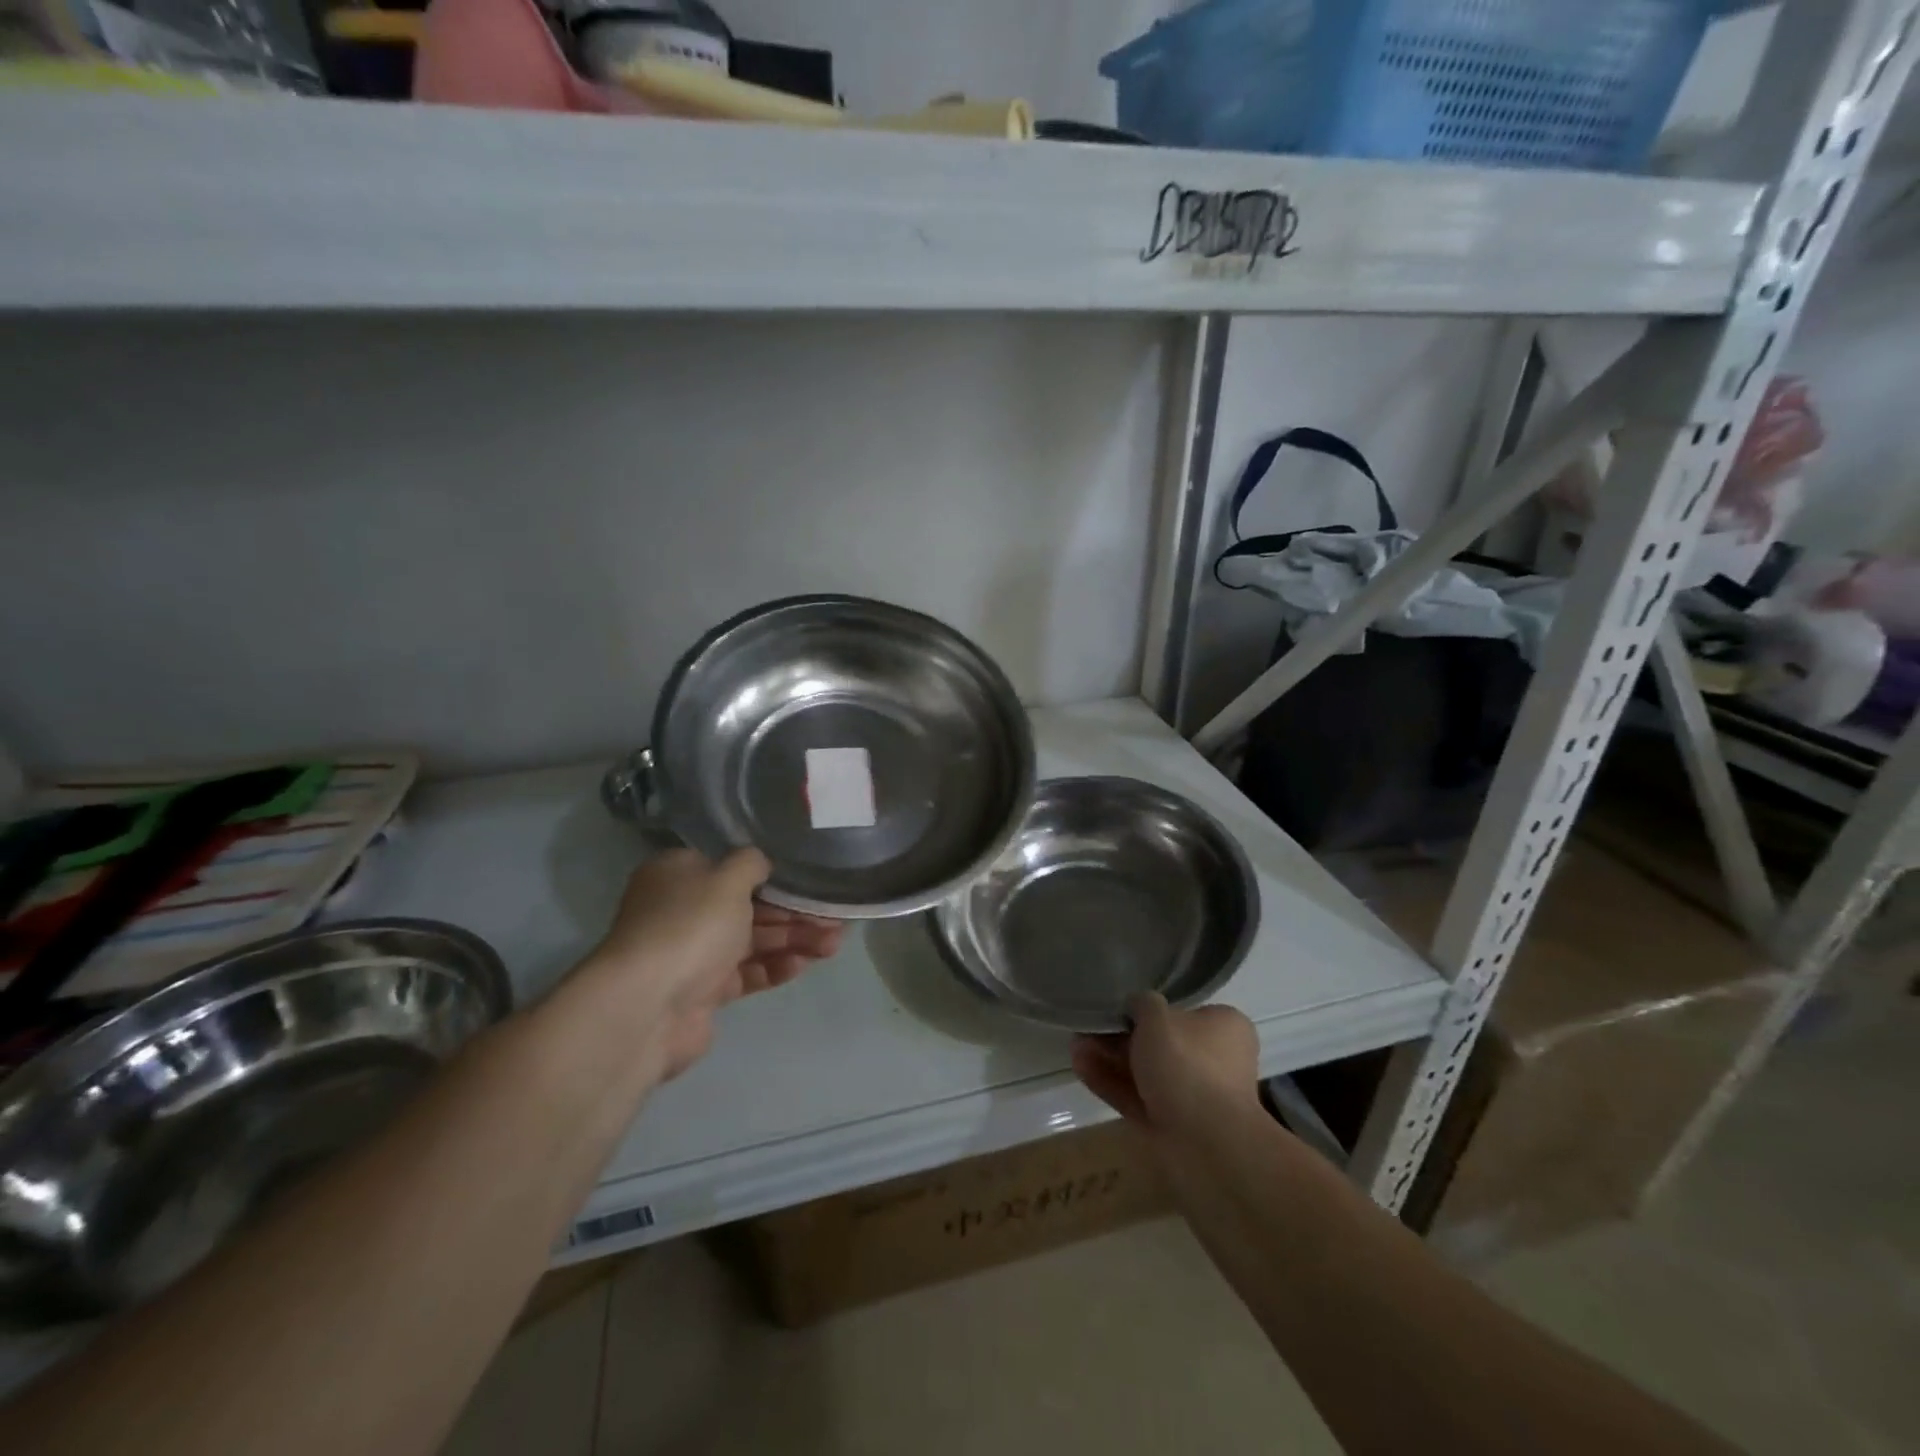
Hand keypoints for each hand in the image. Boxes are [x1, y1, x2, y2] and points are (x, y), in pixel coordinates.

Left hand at [587, 848, 842, 1081]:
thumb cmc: (689, 926)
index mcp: (679, 875)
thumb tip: (760, 863)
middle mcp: (683, 910)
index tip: (810, 880)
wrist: (647, 1006)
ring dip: (793, 939)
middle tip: (834, 917)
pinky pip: (746, 973)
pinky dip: (774, 967)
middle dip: (793, 912)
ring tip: (834, 944)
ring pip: (752, 941)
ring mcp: (692, 953)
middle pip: (748, 906)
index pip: (730, 868)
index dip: (773, 874)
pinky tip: (804, 964)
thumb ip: (752, 863)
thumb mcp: (727, 878)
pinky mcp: (703, 992)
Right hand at [1071, 993, 1259, 1133]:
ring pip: (1145, 1073)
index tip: (1117, 1009)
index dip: (1148, 1010)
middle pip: (1160, 1044)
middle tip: (1088, 1029)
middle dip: (1119, 1037)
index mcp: (1223, 1028)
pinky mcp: (1173, 1127)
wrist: (1206, 1144)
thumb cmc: (1187, 1064)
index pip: (1184, 1012)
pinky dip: (1111, 1084)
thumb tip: (1136, 1005)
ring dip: (1110, 1060)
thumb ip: (1142, 1003)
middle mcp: (1214, 1061)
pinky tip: (1081, 1069)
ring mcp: (1193, 1097)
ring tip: (1075, 1047)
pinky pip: (1138, 1098)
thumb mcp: (1157, 1016)